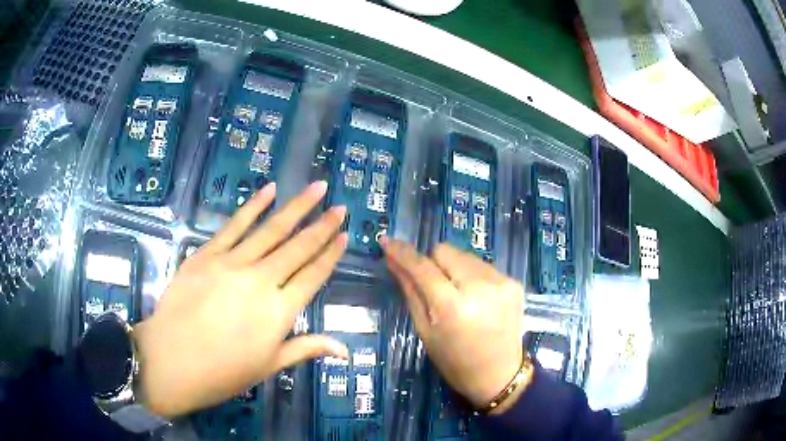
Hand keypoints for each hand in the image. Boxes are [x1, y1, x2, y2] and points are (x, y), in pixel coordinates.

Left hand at [132, 181, 348, 417]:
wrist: (172, 361)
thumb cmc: (224, 372)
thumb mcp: (269, 365)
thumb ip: (306, 349)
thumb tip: (345, 350)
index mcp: (279, 312)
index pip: (313, 276)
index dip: (330, 254)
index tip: (345, 235)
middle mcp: (261, 281)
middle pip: (297, 248)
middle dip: (321, 226)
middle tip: (339, 207)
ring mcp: (232, 264)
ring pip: (271, 230)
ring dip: (296, 207)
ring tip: (316, 188)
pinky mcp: (208, 254)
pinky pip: (234, 226)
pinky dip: (253, 206)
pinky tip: (269, 190)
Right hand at [382, 240, 526, 411]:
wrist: (500, 375)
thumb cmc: (455, 361)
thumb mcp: (425, 331)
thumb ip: (410, 292)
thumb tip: (393, 261)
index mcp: (453, 306)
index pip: (423, 267)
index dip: (403, 252)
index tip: (387, 241)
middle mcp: (480, 287)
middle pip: (445, 251)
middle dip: (432, 262)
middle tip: (433, 286)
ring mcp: (501, 282)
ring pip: (464, 255)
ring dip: (454, 268)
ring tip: (457, 294)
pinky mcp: (514, 282)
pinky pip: (482, 265)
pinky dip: (473, 276)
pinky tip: (476, 298)